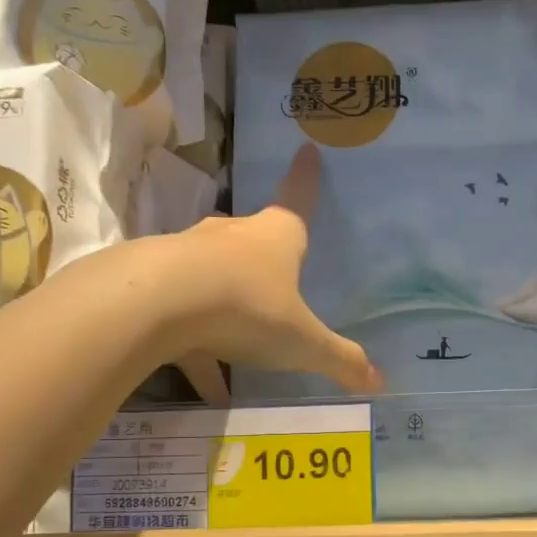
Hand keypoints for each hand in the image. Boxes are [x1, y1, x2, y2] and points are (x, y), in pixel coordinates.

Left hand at [162, 144, 382, 393]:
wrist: (155, 305)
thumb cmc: (247, 308)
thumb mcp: (303, 342)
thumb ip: (339, 360)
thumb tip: (380, 383)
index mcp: (275, 239)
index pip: (297, 200)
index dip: (306, 178)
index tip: (306, 149)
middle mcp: (231, 239)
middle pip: (250, 235)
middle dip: (263, 248)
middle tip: (275, 265)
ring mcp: (188, 257)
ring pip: (213, 272)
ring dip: (227, 296)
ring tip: (240, 335)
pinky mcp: (155, 287)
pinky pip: (184, 316)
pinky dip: (197, 345)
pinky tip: (207, 386)